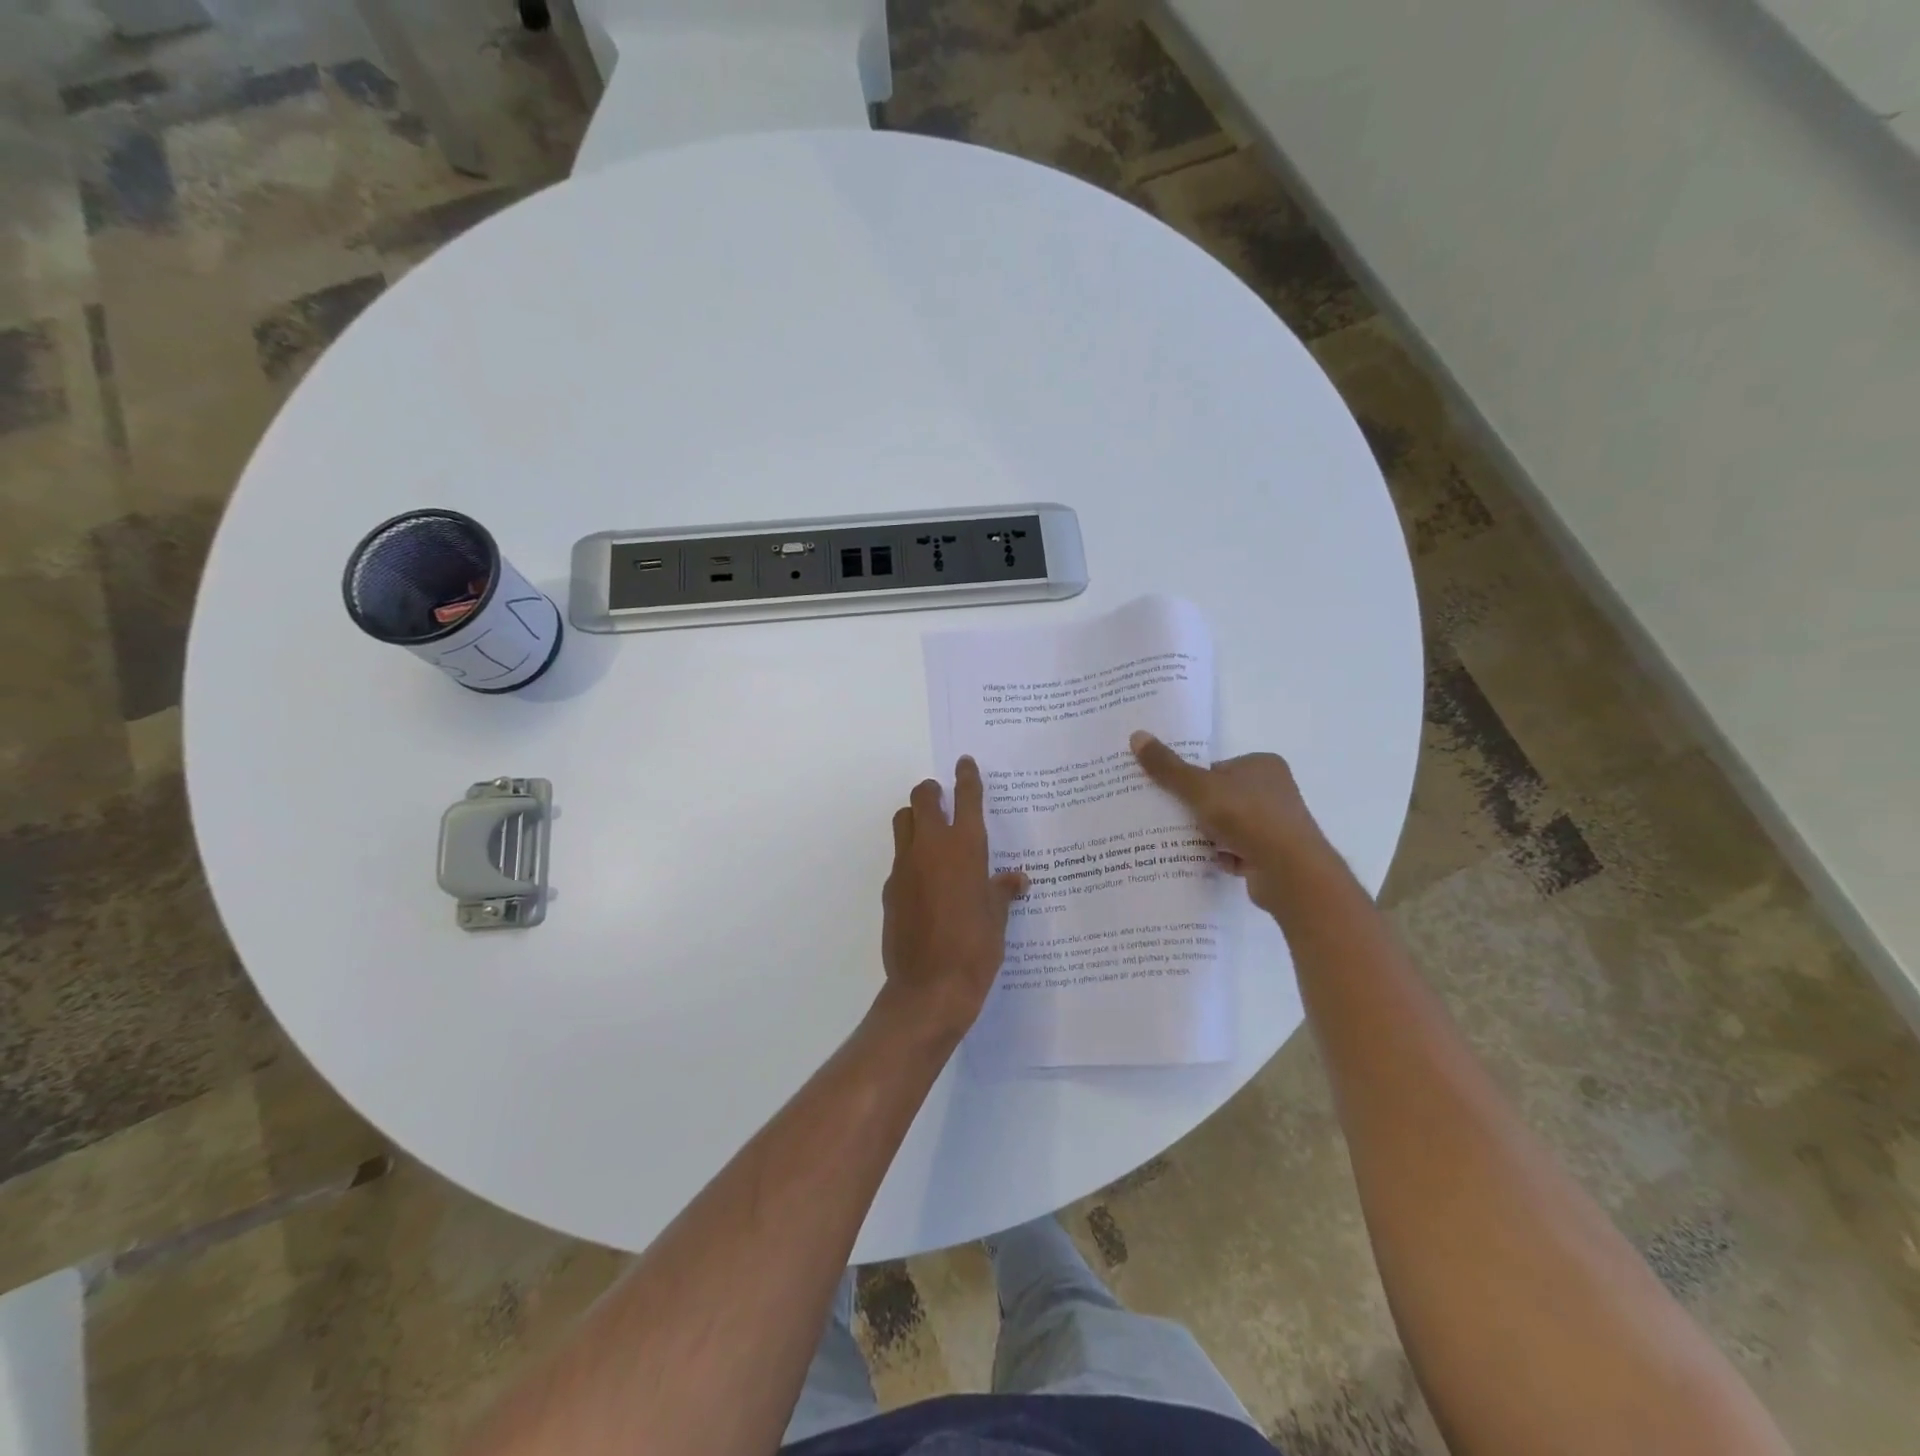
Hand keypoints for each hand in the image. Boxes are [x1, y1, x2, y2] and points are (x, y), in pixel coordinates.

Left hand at [879, 756, 1028, 1041]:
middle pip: (921, 798)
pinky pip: (899, 861)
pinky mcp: (889, 890)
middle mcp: (930, 848)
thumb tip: (1016, 880)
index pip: (966, 798)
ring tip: (931, 835)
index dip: (967, 777)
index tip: (964, 762)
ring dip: (915, 819)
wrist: (930, 988)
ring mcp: (904, 867)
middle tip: (942, 799)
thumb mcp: (998, 919)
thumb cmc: (975, 949)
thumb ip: (1002, 892)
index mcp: (965, 848)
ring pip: (902, 823)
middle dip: (931, 792)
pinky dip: (911, 860)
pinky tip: (925, 884)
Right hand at [1129, 731, 1334, 912]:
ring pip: (1228, 825)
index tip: (1170, 794)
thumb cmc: (1247, 817)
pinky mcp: (1274, 854)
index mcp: (1262, 765)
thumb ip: (1168, 767)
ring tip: (1180, 841)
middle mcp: (1274, 791)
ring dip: (1208, 834)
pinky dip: (1222, 855)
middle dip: (1197, 809)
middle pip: (1221, 796)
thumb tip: (1137, 735)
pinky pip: (1238, 850)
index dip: (1192, 780)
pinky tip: (1205, 860)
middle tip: (1168, 818)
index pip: (1217, 768)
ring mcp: (1276, 824)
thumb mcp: (1200, 788)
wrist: (1289, 871)